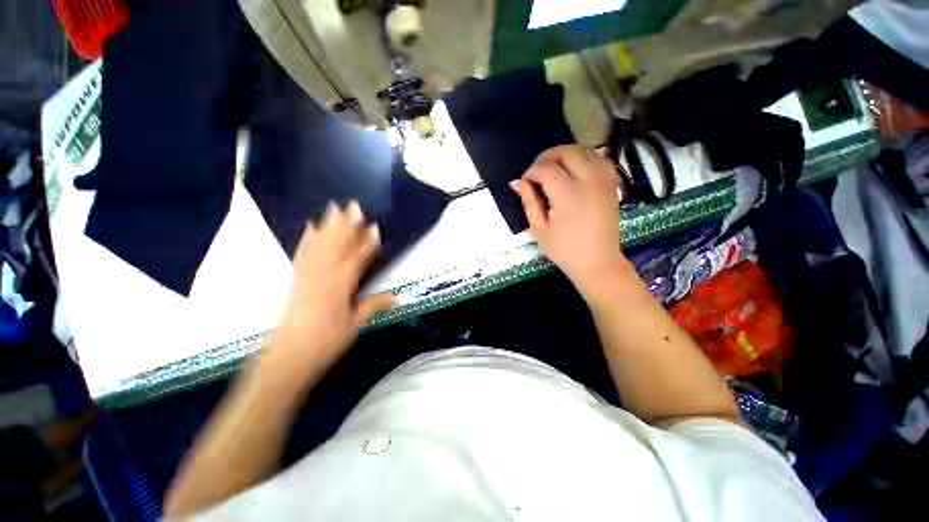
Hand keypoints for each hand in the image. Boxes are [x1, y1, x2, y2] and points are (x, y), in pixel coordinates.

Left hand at [263, 201, 393, 383]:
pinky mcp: (295, 280)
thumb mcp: (354, 326)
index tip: (375, 227)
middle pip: (336, 247)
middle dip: (346, 225)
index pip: (356, 260)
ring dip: (328, 226)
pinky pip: (302, 255)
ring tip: (333, 208)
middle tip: (353, 206)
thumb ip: (373, 306)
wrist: (285, 358)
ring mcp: (306, 277)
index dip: (366, 244)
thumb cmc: (324, 344)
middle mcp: (322, 278)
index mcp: (339, 289)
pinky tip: (310, 228)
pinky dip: (307, 240)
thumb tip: (397, 297)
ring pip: (319, 246)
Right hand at [511, 145, 627, 292]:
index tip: (525, 182)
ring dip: (566, 155)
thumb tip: (517, 182)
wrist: (598, 262)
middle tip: (537, 172)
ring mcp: (603, 181)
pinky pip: (600, 158)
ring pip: (584, 150)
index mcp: (567, 195)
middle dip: (547, 157)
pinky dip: (585, 157)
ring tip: (554, 169)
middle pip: (566, 152)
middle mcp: (588, 181)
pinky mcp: (612, 184)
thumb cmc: (565, 250)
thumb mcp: (540, 230)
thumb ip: (529, 202)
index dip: (530, 172)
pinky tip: (576, 169)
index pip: (545, 169)